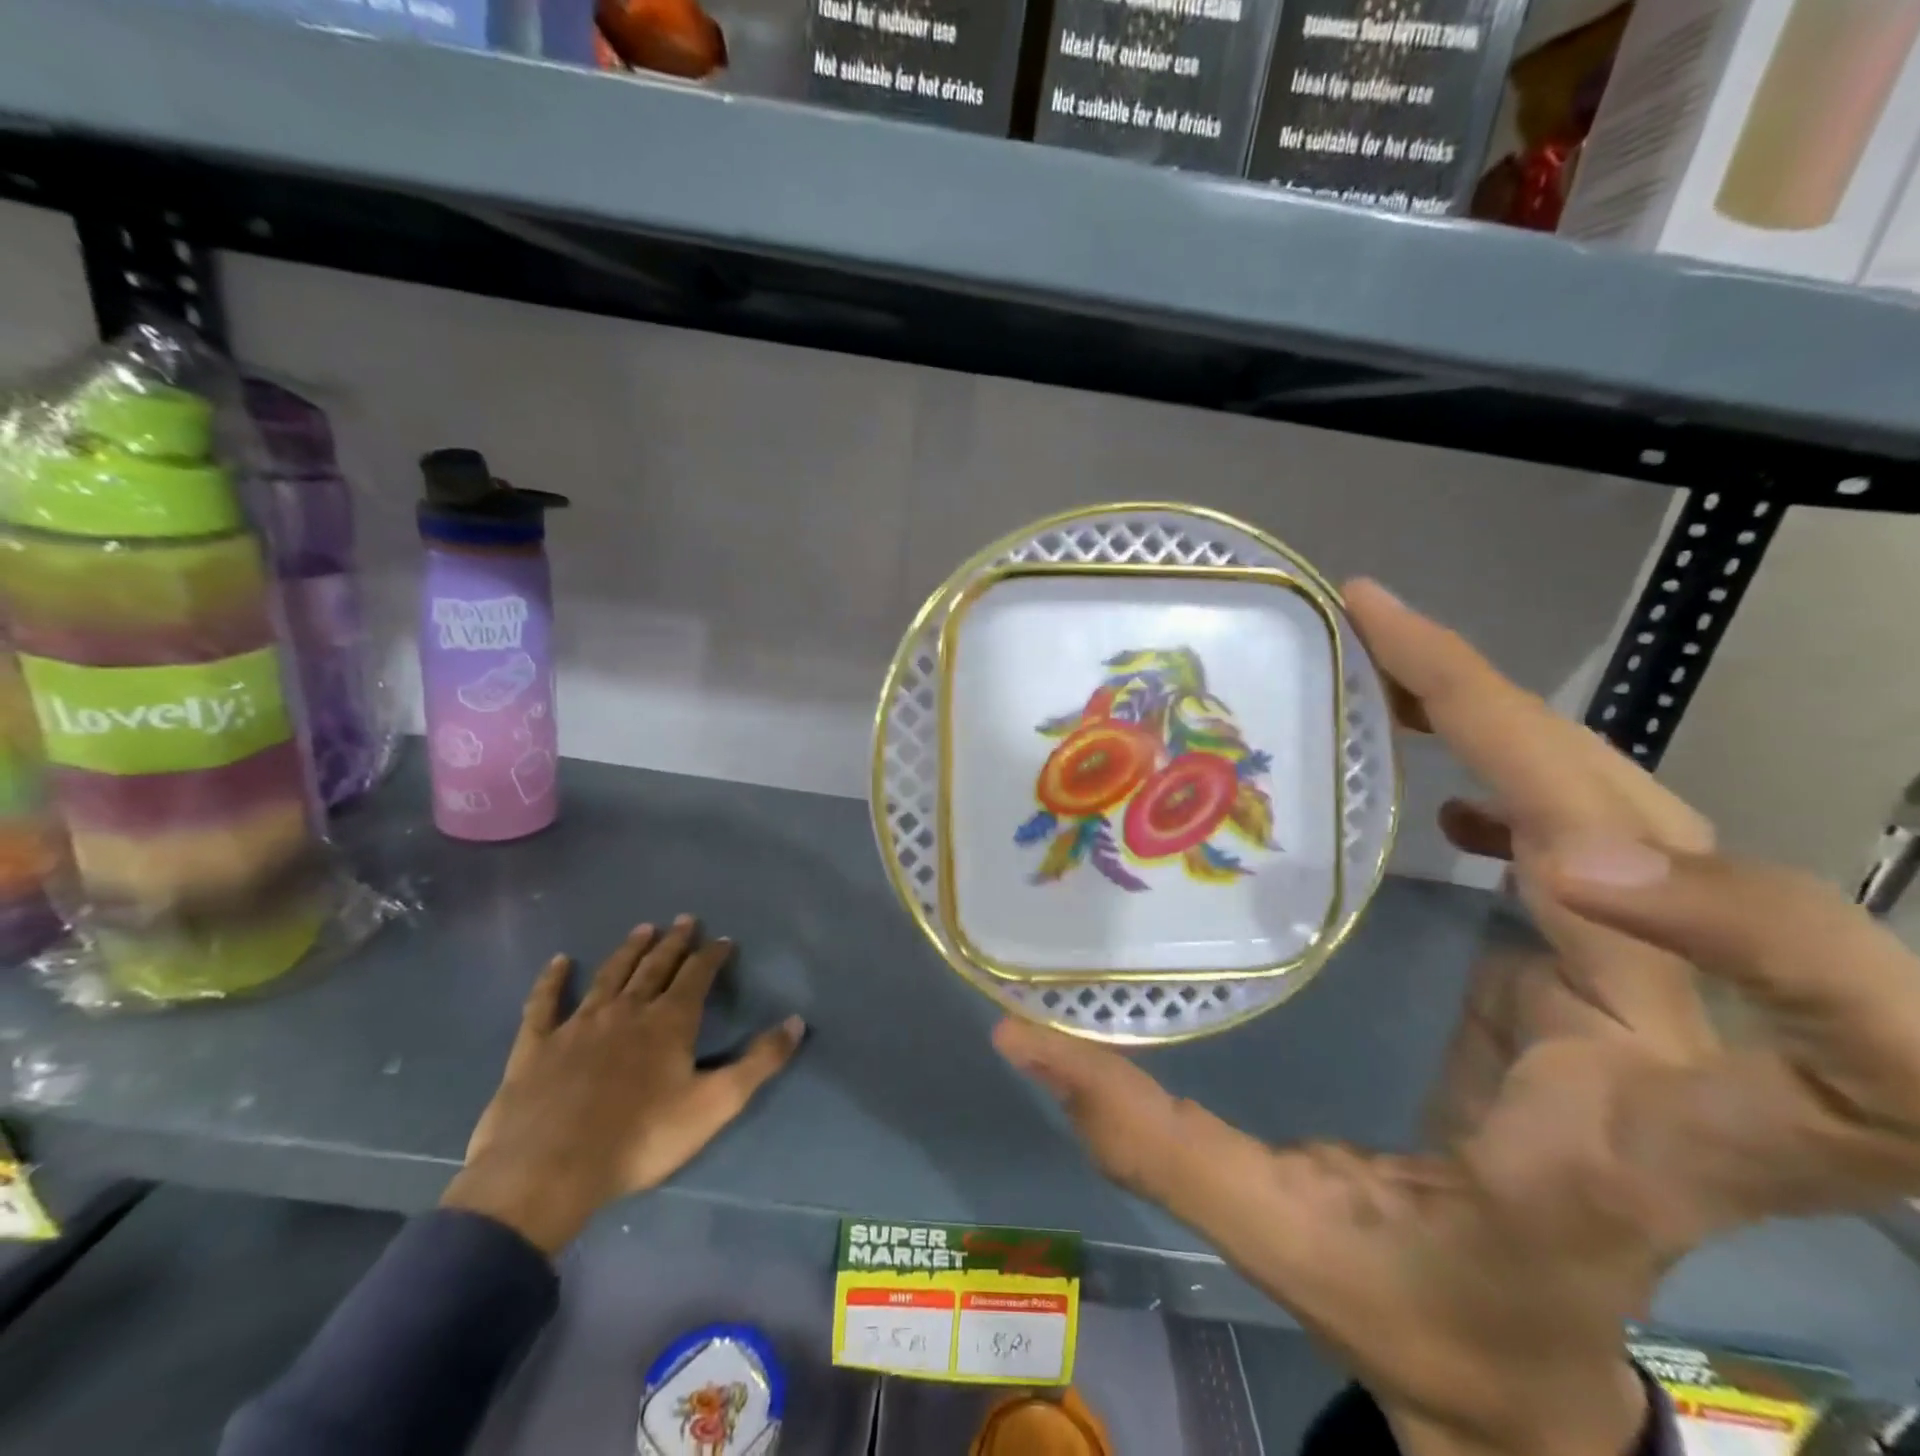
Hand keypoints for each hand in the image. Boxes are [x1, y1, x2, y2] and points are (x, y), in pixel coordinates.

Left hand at [443, 916, 804, 1254]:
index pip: (697, 975)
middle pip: (655, 966)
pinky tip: (559, 962)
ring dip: (628, 950)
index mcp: (669, 1021)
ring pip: (609, 975)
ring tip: (643, 929)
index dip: (712, 955)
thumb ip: (759, 1062)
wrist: (548, 1171)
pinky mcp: (536, 1046)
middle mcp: (626, 1010)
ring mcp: (578, 1024)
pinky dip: (552, 981)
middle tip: (684, 919)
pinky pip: (544, 1004)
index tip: (723, 939)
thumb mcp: (715, 1104)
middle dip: (674, 942)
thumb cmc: (640, 1138)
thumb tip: (797, 1021)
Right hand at [993, 582, 1919, 1455]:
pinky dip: (1520, 768)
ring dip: (1513, 723)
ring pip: (1642, 815)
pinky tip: (1440, 769)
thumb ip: (1153, 1146)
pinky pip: (1598, 832)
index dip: (1755, 933)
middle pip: (1681, 851)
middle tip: (1376, 634)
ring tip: (1389, 658)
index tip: (1551, 855)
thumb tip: (1023, 1036)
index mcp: (1631, 1152)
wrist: (1526, 1368)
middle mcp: (1674, 1055)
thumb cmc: (1426, 1323)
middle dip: (1521, 727)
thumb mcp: (1281, 1246)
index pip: (1846, 1072)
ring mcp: (1650, 1001)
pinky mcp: (1604, 971)